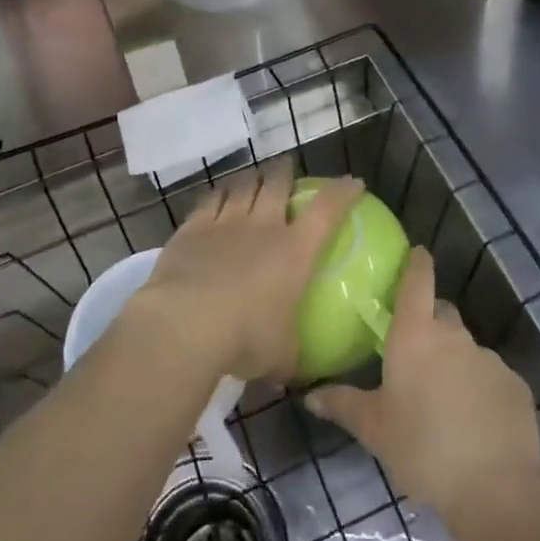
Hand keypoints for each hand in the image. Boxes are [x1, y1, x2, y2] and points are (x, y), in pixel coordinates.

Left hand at [132, 161, 364, 383]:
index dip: (343, 192)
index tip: (353, 183)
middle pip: (278, 184)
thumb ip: (293, 356)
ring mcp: (226, 222)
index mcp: (294, 251)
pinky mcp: (193, 228)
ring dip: (252, 178)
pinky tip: (219, 195)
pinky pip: (210, 200)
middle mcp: (263, 226)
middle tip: (287, 168)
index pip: (327, 210)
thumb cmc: (245, 340)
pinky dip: (219, 193)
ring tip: (254, 177)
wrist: (185, 325)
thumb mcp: (281, 356)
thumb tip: (298, 372)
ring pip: (243, 186)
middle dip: (285, 172)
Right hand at [306, 247, 539, 524]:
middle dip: (430, 324)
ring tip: (443, 401)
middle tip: (415, 354)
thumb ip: (343, 405)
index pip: (417, 281)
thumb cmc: (423, 449)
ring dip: (454, 362)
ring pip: (466, 349)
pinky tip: (473, 423)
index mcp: (415, 335)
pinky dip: (480, 390)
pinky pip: (490, 377)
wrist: (497, 488)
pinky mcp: (515, 386)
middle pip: (441, 314)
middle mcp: (453, 336)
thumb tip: (309, 394)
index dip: (417, 263)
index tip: (417, 253)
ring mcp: (488, 359)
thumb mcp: (375, 430)